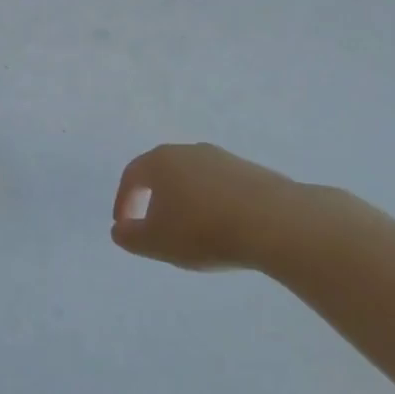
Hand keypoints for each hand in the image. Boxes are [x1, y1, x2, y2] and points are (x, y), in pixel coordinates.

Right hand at [110, 143, 370, 272]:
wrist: (276, 222)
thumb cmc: (204, 230)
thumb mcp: (157, 242)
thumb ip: (130, 236)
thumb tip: (119, 229)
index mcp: (161, 161)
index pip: (132, 176)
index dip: (123, 201)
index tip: (124, 226)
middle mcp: (189, 151)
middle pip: (163, 172)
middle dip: (154, 198)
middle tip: (155, 226)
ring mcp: (223, 158)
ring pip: (194, 178)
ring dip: (186, 201)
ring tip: (191, 231)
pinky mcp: (252, 171)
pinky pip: (221, 187)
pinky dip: (213, 204)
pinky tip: (223, 228)